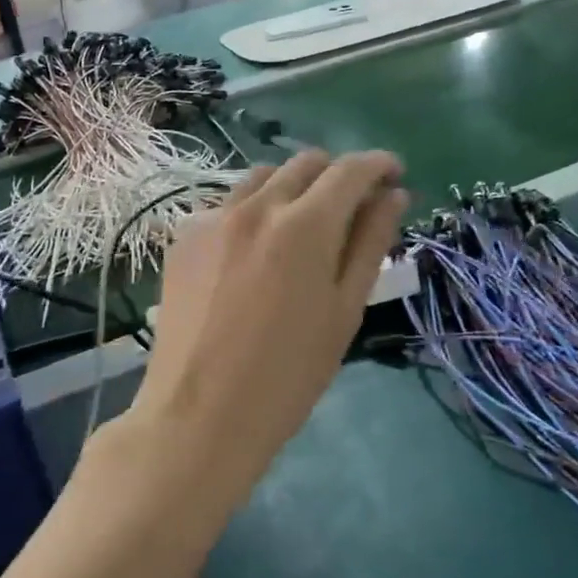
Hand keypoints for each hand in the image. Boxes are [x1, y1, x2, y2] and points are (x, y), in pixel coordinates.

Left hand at [130, 150, 406, 501]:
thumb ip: (370, 244)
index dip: (379, 164)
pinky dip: (252, 212)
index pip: (350, 170)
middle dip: (337, 175)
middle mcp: (256, 206)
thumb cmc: (288, 374)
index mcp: (305, 225)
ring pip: (263, 178)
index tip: (394, 175)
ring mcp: (212, 217)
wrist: (200, 415)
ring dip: (292, 188)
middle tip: (351, 207)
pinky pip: (227, 204)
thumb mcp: (344, 311)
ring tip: (300, 227)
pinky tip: (252, 253)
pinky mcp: (183, 236)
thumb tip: (393, 196)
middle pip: (306, 163)